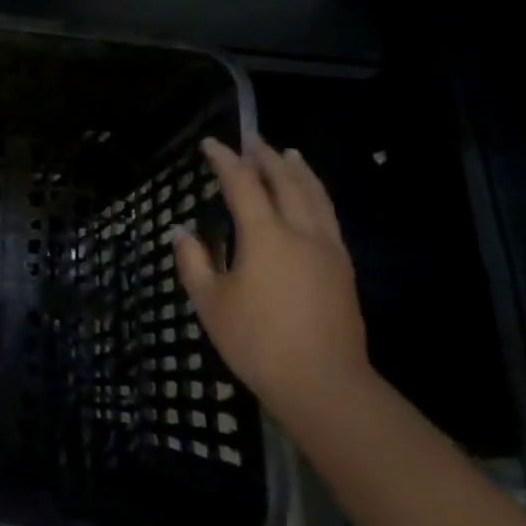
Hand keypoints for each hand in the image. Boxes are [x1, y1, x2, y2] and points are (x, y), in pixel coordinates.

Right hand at [173, 138, 372, 431]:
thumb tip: (182, 232)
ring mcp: (328, 250)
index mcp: (265, 236)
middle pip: (285, 182)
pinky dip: (317, 195)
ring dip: (298, 171)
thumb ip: (194, 262)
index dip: (225, 160)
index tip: (211, 143)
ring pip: (315, 196)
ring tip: (288, 154)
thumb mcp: (210, 303)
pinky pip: (329, 217)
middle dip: (266, 157)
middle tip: (251, 139)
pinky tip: (312, 199)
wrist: (325, 386)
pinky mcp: (343, 270)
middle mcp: (300, 233)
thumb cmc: (258, 342)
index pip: (242, 184)